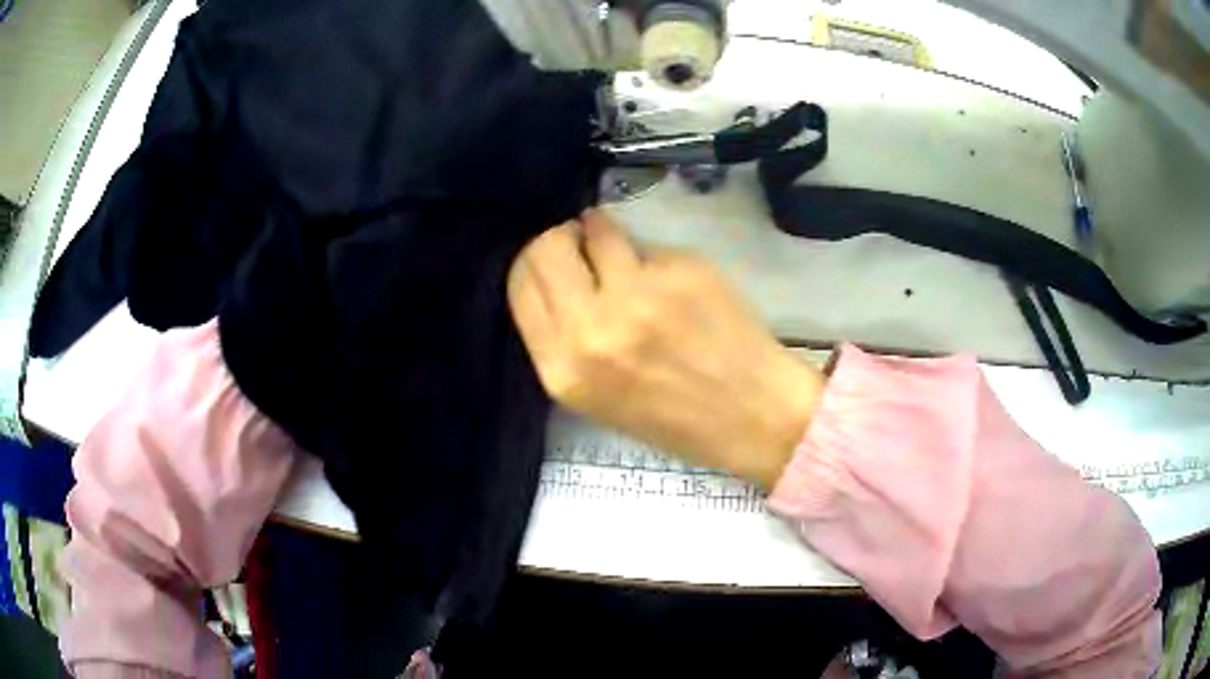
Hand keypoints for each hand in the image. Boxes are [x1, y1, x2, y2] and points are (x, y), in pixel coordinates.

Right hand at [507, 209, 824, 487]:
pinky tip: (673, 281)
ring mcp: (636, 296)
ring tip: (626, 256)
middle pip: (544, 248)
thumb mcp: (595, 397)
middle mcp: (590, 330)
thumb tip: (557, 274)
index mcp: (563, 369)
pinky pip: (647, 244)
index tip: (555, 258)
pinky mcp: (679, 271)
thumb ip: (564, 338)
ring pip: (596, 230)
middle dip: (561, 238)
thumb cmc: (673, 416)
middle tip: (583, 243)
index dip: (534, 262)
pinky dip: (651, 254)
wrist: (751, 415)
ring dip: (604, 233)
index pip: (520, 283)